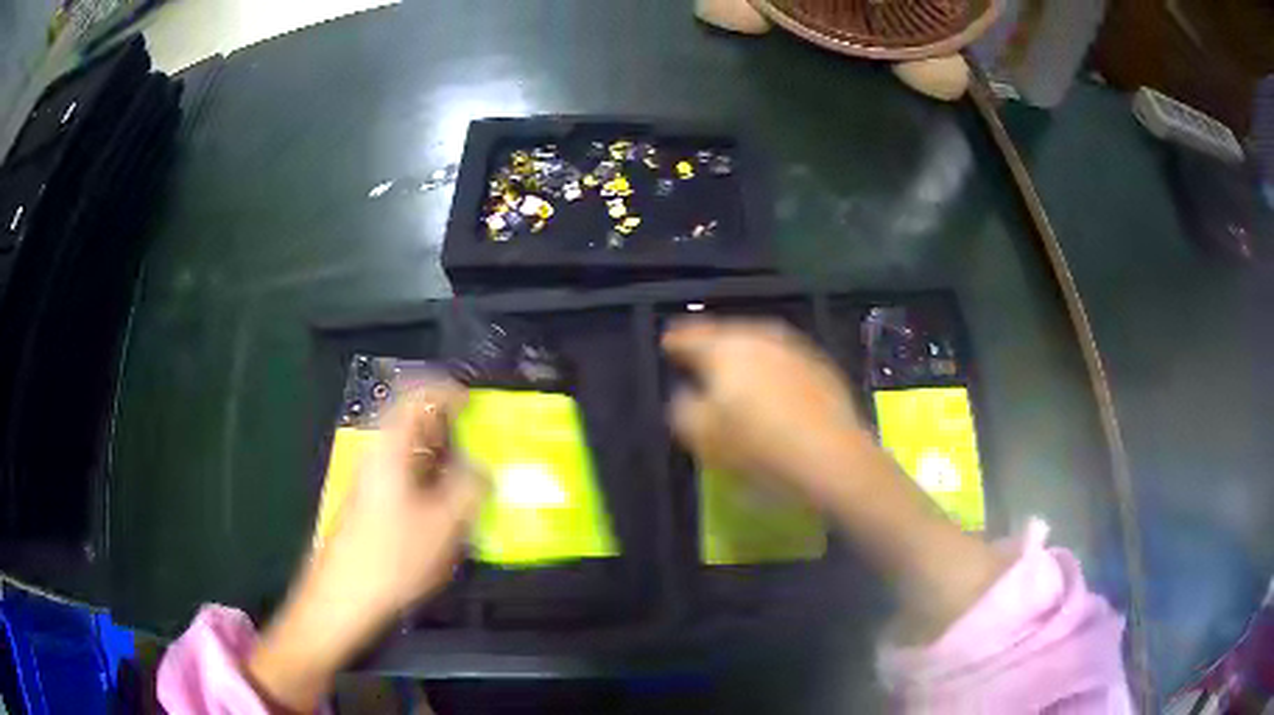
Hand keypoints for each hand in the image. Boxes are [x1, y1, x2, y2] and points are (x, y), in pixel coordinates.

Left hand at [247, 380, 481, 711]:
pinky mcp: (372, 505)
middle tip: (484, 441)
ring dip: (443, 455)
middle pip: (412, 423)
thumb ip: (469, 490)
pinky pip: (407, 477)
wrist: (343, 599)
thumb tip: (485, 468)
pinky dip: (431, 480)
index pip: (415, 397)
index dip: (446, 391)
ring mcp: (372, 481)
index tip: (475, 402)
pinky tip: (450, 508)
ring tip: (475, 475)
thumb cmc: (391, 558)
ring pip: (411, 452)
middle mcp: (377, 456)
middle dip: (450, 425)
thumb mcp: (443, 525)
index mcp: (390, 449)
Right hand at [662, 318, 870, 504]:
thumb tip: (685, 394)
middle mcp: (760, 338)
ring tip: (737, 371)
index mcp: (725, 349)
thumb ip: (683, 408)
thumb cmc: (759, 448)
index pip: (691, 336)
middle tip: (700, 356)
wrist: (831, 457)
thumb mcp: (703, 437)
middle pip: (728, 334)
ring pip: (760, 344)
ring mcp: (795, 349)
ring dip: (745, 354)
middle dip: (712, 344)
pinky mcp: (822, 367)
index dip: (676, 341)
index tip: (667, 345)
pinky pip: (786, 360)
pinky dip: (773, 368)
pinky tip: (774, 388)